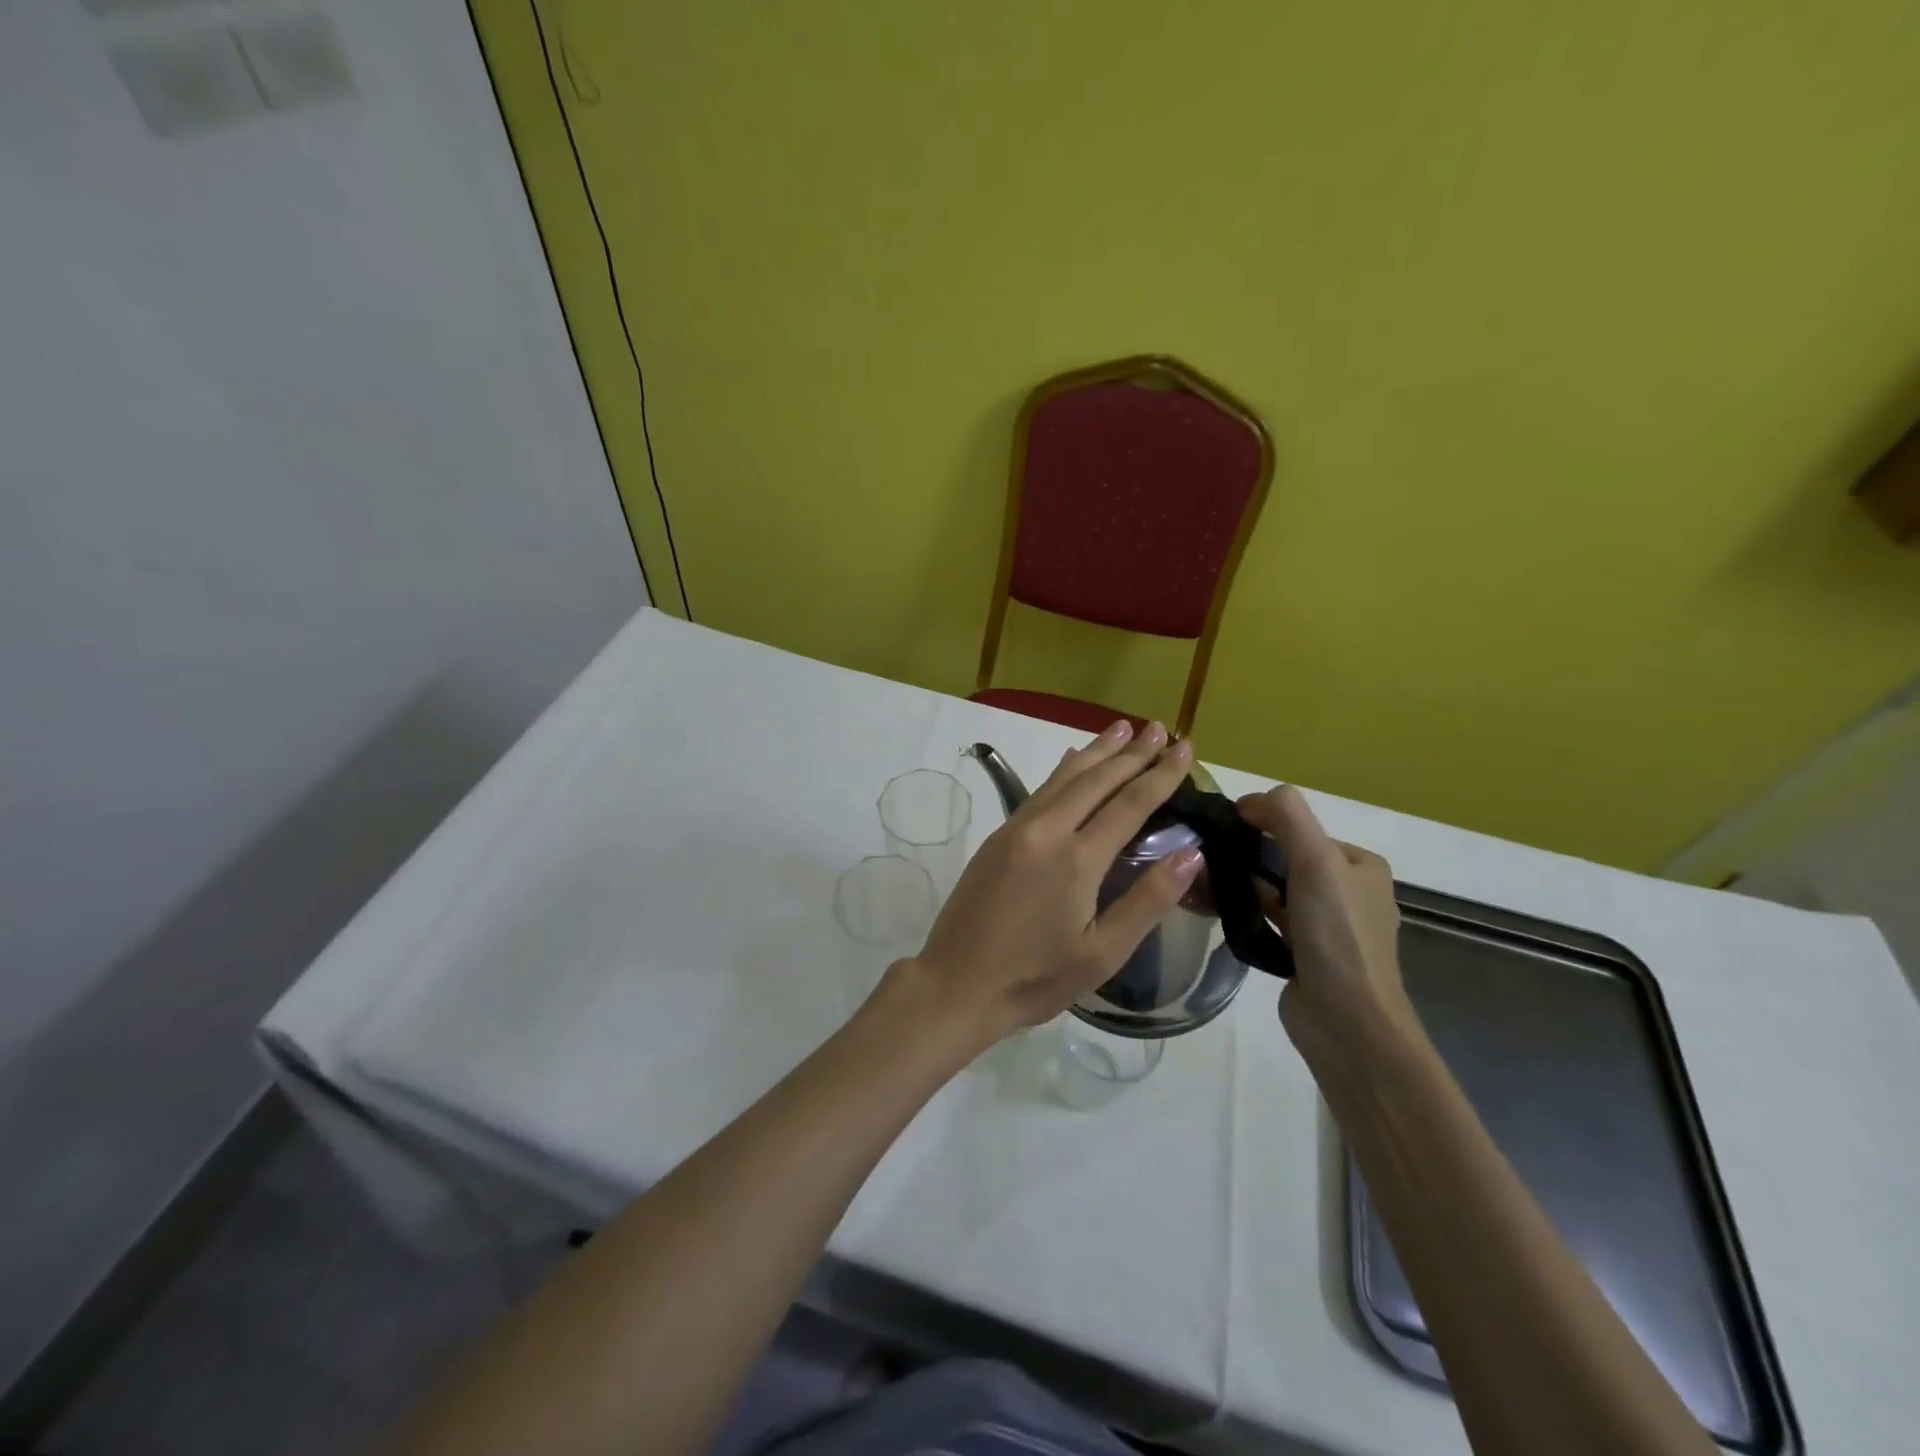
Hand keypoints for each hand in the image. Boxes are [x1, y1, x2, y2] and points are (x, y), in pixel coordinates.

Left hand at [896, 720, 1203, 1049]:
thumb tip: (1192, 854)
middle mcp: (1047, 830)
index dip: (1161, 775)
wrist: (957, 984)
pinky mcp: (998, 837)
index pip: (1130, 803)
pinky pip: (1040, 790)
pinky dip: (1065, 770)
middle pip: (1096, 779)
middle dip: (1132, 752)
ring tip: (1123, 727)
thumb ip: (1148, 900)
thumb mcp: (1103, 953)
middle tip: (1160, 727)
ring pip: (1064, 777)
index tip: (1185, 748)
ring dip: (1097, 750)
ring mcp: (1017, 829)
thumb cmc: (1035, 978)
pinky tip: (1073, 759)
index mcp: (1077, 859)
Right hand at [1235, 785, 1414, 1062]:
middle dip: (1249, 856)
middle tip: (1208, 859)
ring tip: (1206, 884)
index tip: (1223, 830)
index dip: (1263, 823)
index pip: (1302, 828)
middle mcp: (1349, 892)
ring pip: (1275, 890)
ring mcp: (1328, 927)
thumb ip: (1287, 817)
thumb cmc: (1337, 935)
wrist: (1347, 1021)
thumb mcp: (1317, 861)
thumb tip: (1250, 799)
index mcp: (1361, 865)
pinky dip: (1247, 913)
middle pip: (1286, 858)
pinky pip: (1269, 920)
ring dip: (1244, 885)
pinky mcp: (1305, 955)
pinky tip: (1220, 913)